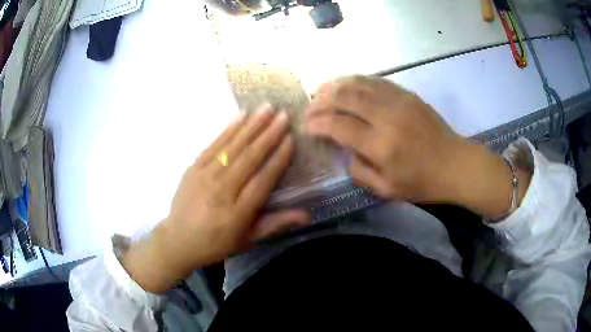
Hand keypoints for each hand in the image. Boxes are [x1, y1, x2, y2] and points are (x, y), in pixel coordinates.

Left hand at [123, 106, 308, 292]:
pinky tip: (240, 116)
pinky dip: (228, 129)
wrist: (177, 240)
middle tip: (284, 114)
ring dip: (252, 125)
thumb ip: (275, 224)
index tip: (291, 139)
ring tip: (267, 108)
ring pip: (233, 146)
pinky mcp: (193, 168)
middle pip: (249, 157)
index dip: (279, 158)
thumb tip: (306, 215)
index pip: (264, 179)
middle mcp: (222, 190)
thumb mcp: (247, 240)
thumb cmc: (215, 243)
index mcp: (238, 211)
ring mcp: (205, 176)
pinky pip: (214, 145)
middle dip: (269, 134)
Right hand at [305, 76, 463, 201]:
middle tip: (309, 108)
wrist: (456, 164)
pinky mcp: (407, 94)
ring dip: (334, 85)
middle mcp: (387, 117)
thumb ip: (359, 172)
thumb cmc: (423, 183)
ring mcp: (398, 101)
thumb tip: (345, 152)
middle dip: (320, 101)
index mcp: (381, 146)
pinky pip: (375, 81)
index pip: (339, 126)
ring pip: (358, 83)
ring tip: (320, 92)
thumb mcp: (387, 190)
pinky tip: (345, 85)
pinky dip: (355, 80)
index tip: (306, 126)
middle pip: (344, 97)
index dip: (317, 123)